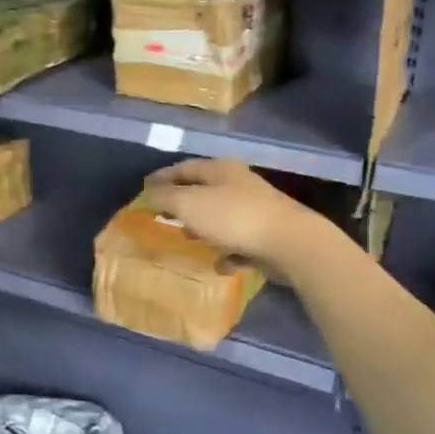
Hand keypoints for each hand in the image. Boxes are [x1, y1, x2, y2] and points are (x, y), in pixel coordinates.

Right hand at [143, 159, 327, 278]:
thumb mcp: (189, 204)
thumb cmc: (233, 217)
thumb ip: (166, 197)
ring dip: (204, 226)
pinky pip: (240, 244)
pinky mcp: (267, 238)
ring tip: (186, 237)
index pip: (185, 167)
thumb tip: (151, 192)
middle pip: (205, 190)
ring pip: (222, 216)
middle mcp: (239, 186)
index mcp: (221, 170)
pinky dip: (227, 252)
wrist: (290, 243)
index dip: (163, 176)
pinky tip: (219, 265)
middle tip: (163, 213)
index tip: (145, 188)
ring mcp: (256, 212)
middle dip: (183, 201)